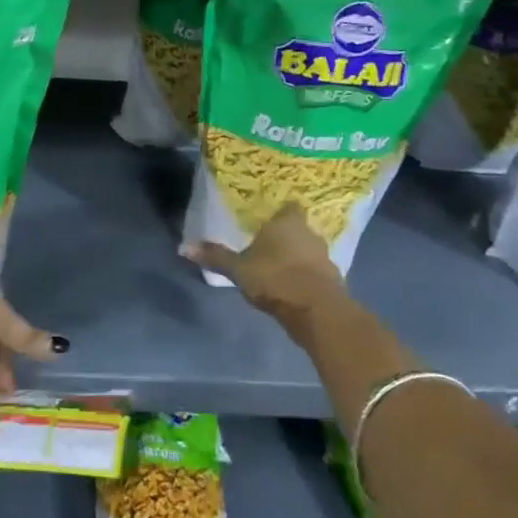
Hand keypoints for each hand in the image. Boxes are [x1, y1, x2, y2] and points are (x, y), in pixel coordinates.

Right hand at [183, 204, 350, 340]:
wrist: (316, 310)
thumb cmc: (274, 278)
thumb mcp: (237, 269)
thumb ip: (215, 256)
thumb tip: (184, 247)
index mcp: (287, 222)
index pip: (289, 207)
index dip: (280, 213)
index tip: (269, 221)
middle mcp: (309, 234)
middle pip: (298, 229)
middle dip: (286, 238)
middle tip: (268, 246)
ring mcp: (325, 257)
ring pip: (309, 252)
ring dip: (298, 259)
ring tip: (278, 270)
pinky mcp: (334, 281)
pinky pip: (316, 273)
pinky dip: (306, 278)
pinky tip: (292, 289)